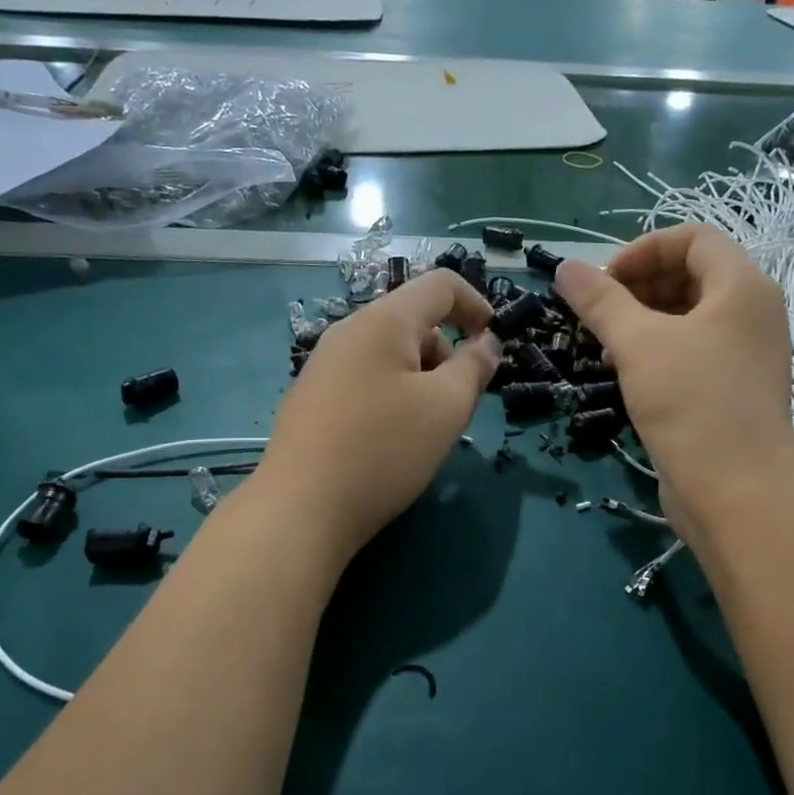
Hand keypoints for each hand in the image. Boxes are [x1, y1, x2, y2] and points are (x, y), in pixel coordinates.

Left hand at [253, 270, 500, 560]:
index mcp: (383, 321)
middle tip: (456, 406)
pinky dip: (392, 396)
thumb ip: (474, 367)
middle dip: (447, 354)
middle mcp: (348, 331)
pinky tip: (388, 440)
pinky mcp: (312, 397)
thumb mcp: (446, 407)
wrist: (300, 509)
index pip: (440, 284)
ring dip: (421, 379)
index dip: (477, 306)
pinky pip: (366, 379)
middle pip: (414, 321)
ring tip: (423, 431)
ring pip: (390, 354)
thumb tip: (486, 343)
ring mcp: (324, 365)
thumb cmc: (383, 450)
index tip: (493, 346)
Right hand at [554, 225, 793, 541]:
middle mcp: (752, 312)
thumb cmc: (691, 404)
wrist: (737, 493)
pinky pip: (694, 350)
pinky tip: (626, 374)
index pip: (693, 237)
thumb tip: (564, 267)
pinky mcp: (734, 388)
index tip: (603, 281)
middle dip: (639, 285)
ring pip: (690, 315)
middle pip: (692, 274)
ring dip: (643, 319)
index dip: (642, 249)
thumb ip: (600, 301)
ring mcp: (747, 353)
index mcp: (743, 286)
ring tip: (606, 345)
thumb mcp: (638, 344)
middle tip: (599, 313)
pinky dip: (659, 350)